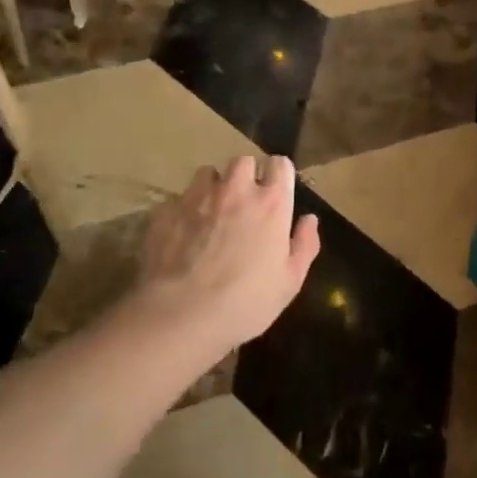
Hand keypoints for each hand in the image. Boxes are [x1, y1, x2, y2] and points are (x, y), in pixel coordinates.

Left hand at [130, 154, 320, 362]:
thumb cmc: (246, 302)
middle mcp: (236, 189)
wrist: (182, 316)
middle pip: (242, 161)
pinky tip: (182, 235)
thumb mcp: (290, 282)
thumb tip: (309, 219)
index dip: (278, 175)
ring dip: (212, 187)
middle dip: (245, 176)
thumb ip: (304, 245)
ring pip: (207, 173)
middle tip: (243, 204)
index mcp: (271, 203)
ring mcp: (198, 197)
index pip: (279, 164)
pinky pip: (178, 199)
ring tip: (210, 213)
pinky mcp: (167, 210)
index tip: (276, 192)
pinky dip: (183, 211)